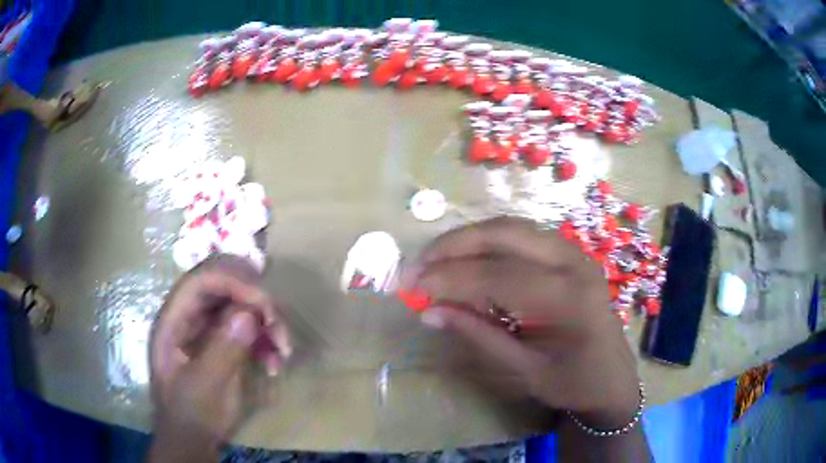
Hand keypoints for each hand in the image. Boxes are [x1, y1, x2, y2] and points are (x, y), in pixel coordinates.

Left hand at [148, 255, 290, 460]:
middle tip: (277, 324)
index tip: (265, 304)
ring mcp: (207, 327)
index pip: (200, 281)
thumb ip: (222, 351)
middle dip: (254, 299)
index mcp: (173, 321)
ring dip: (266, 321)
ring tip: (283, 350)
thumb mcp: (204, 389)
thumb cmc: (191, 415)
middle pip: (223, 284)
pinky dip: (266, 338)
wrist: (193, 439)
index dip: (232, 281)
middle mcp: (190, 316)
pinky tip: (275, 361)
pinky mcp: (223, 340)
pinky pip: (249, 325)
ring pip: (240, 303)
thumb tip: (249, 314)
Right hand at [403, 217, 639, 428]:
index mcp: (569, 300)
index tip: (412, 287)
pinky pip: (523, 237)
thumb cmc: (573, 382)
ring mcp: (575, 253)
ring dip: (471, 239)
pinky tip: (469, 260)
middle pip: (506, 233)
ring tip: (436, 260)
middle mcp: (574, 263)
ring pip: (513, 227)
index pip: (498, 276)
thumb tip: (429, 312)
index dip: (450, 278)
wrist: (613, 378)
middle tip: (420, 264)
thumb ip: (478, 335)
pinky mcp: (570, 254)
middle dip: (456, 244)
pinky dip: (490, 243)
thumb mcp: (524, 369)